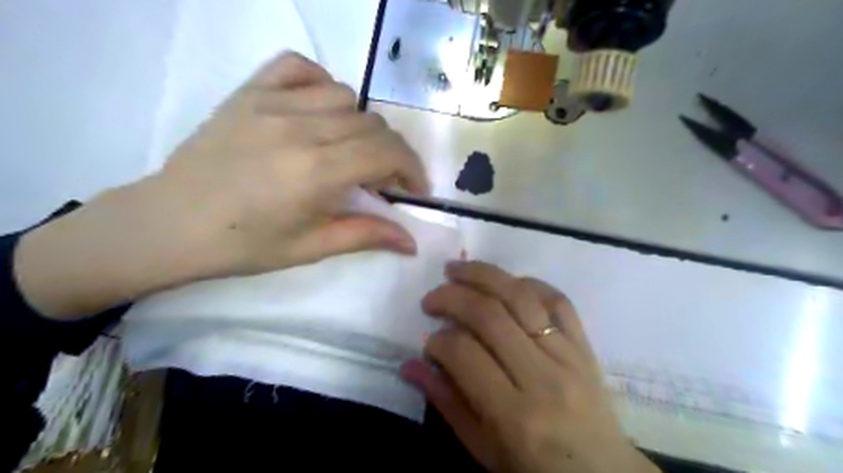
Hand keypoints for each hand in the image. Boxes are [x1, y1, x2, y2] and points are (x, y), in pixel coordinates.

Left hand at [15, 51, 428, 319]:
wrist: (169, 224)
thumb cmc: (242, 245)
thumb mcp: (310, 248)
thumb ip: (366, 236)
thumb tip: (412, 242)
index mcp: (315, 171)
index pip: (386, 152)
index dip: (411, 168)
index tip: (414, 188)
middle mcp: (299, 128)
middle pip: (371, 125)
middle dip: (390, 154)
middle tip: (380, 182)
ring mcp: (271, 103)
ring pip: (344, 96)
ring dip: (360, 126)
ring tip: (348, 151)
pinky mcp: (248, 92)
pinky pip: (298, 67)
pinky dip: (321, 83)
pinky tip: (319, 110)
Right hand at [399, 260, 658, 472]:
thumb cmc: (535, 469)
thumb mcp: (482, 449)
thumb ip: (446, 403)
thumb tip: (410, 364)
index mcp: (514, 415)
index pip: (464, 354)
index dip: (438, 340)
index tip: (428, 340)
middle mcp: (542, 377)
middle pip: (490, 315)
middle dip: (452, 297)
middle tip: (431, 298)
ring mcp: (568, 355)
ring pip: (521, 297)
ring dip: (484, 275)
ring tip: (456, 269)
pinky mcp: (584, 344)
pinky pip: (558, 299)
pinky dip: (528, 283)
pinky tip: (505, 282)